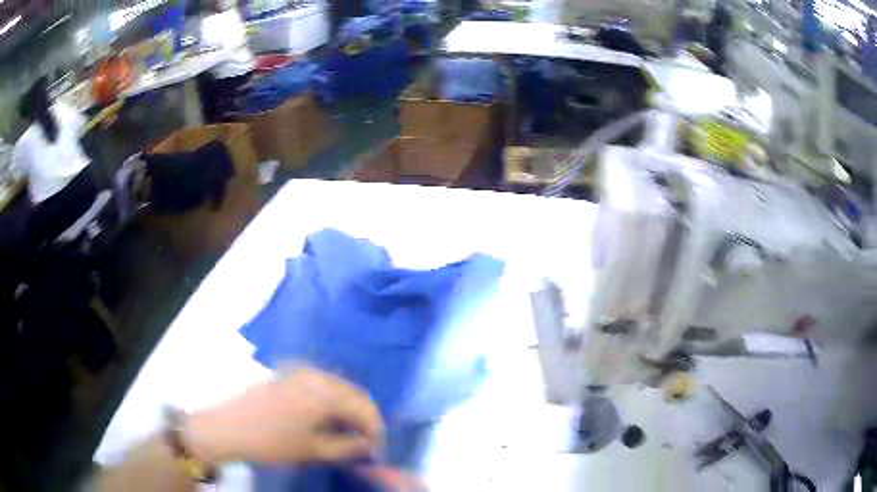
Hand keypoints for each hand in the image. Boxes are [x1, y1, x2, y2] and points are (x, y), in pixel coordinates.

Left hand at [186, 365, 383, 465]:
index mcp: (326, 392)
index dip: (377, 432)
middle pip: (355, 394)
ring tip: (348, 435)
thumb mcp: (314, 450)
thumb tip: (369, 445)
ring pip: (339, 389)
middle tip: (365, 444)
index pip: (367, 409)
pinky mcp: (289, 374)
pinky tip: (327, 420)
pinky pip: (322, 385)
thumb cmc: (271, 442)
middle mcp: (317, 375)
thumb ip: (349, 447)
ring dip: (349, 410)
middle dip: (365, 419)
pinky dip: (332, 402)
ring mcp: (301, 371)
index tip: (377, 451)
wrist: (227, 428)